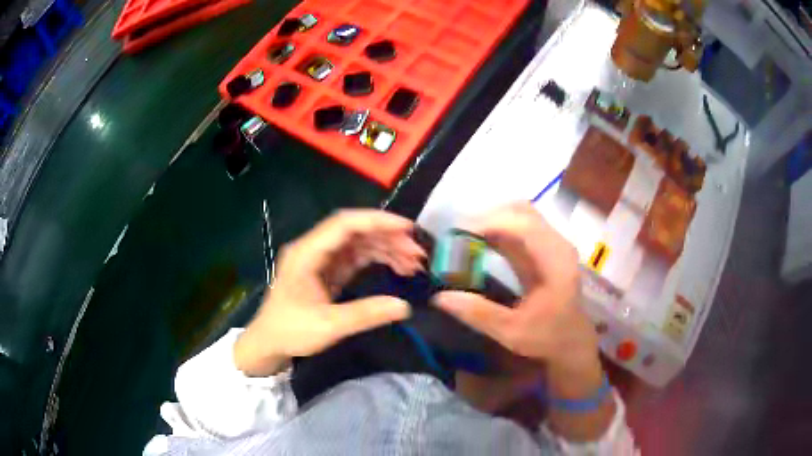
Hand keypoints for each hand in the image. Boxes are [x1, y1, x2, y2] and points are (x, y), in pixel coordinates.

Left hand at [234, 210, 425, 376]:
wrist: (267, 343)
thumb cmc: (290, 331)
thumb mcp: (328, 326)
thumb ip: (366, 314)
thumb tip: (404, 307)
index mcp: (307, 253)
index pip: (344, 224)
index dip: (377, 221)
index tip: (407, 229)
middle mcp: (314, 249)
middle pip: (355, 231)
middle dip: (388, 237)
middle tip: (417, 253)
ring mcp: (321, 259)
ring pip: (358, 243)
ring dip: (386, 248)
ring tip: (413, 263)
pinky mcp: (327, 271)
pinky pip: (355, 258)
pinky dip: (377, 260)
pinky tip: (396, 268)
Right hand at [434, 203, 612, 440]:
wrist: (572, 342)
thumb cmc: (547, 338)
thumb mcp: (512, 332)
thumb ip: (478, 314)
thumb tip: (439, 297)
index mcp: (555, 261)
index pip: (523, 225)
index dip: (489, 223)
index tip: (458, 236)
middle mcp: (556, 244)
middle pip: (521, 211)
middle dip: (487, 218)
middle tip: (458, 237)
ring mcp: (552, 243)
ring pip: (519, 214)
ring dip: (491, 221)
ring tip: (465, 239)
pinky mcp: (545, 247)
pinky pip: (519, 225)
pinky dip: (497, 229)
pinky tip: (479, 243)